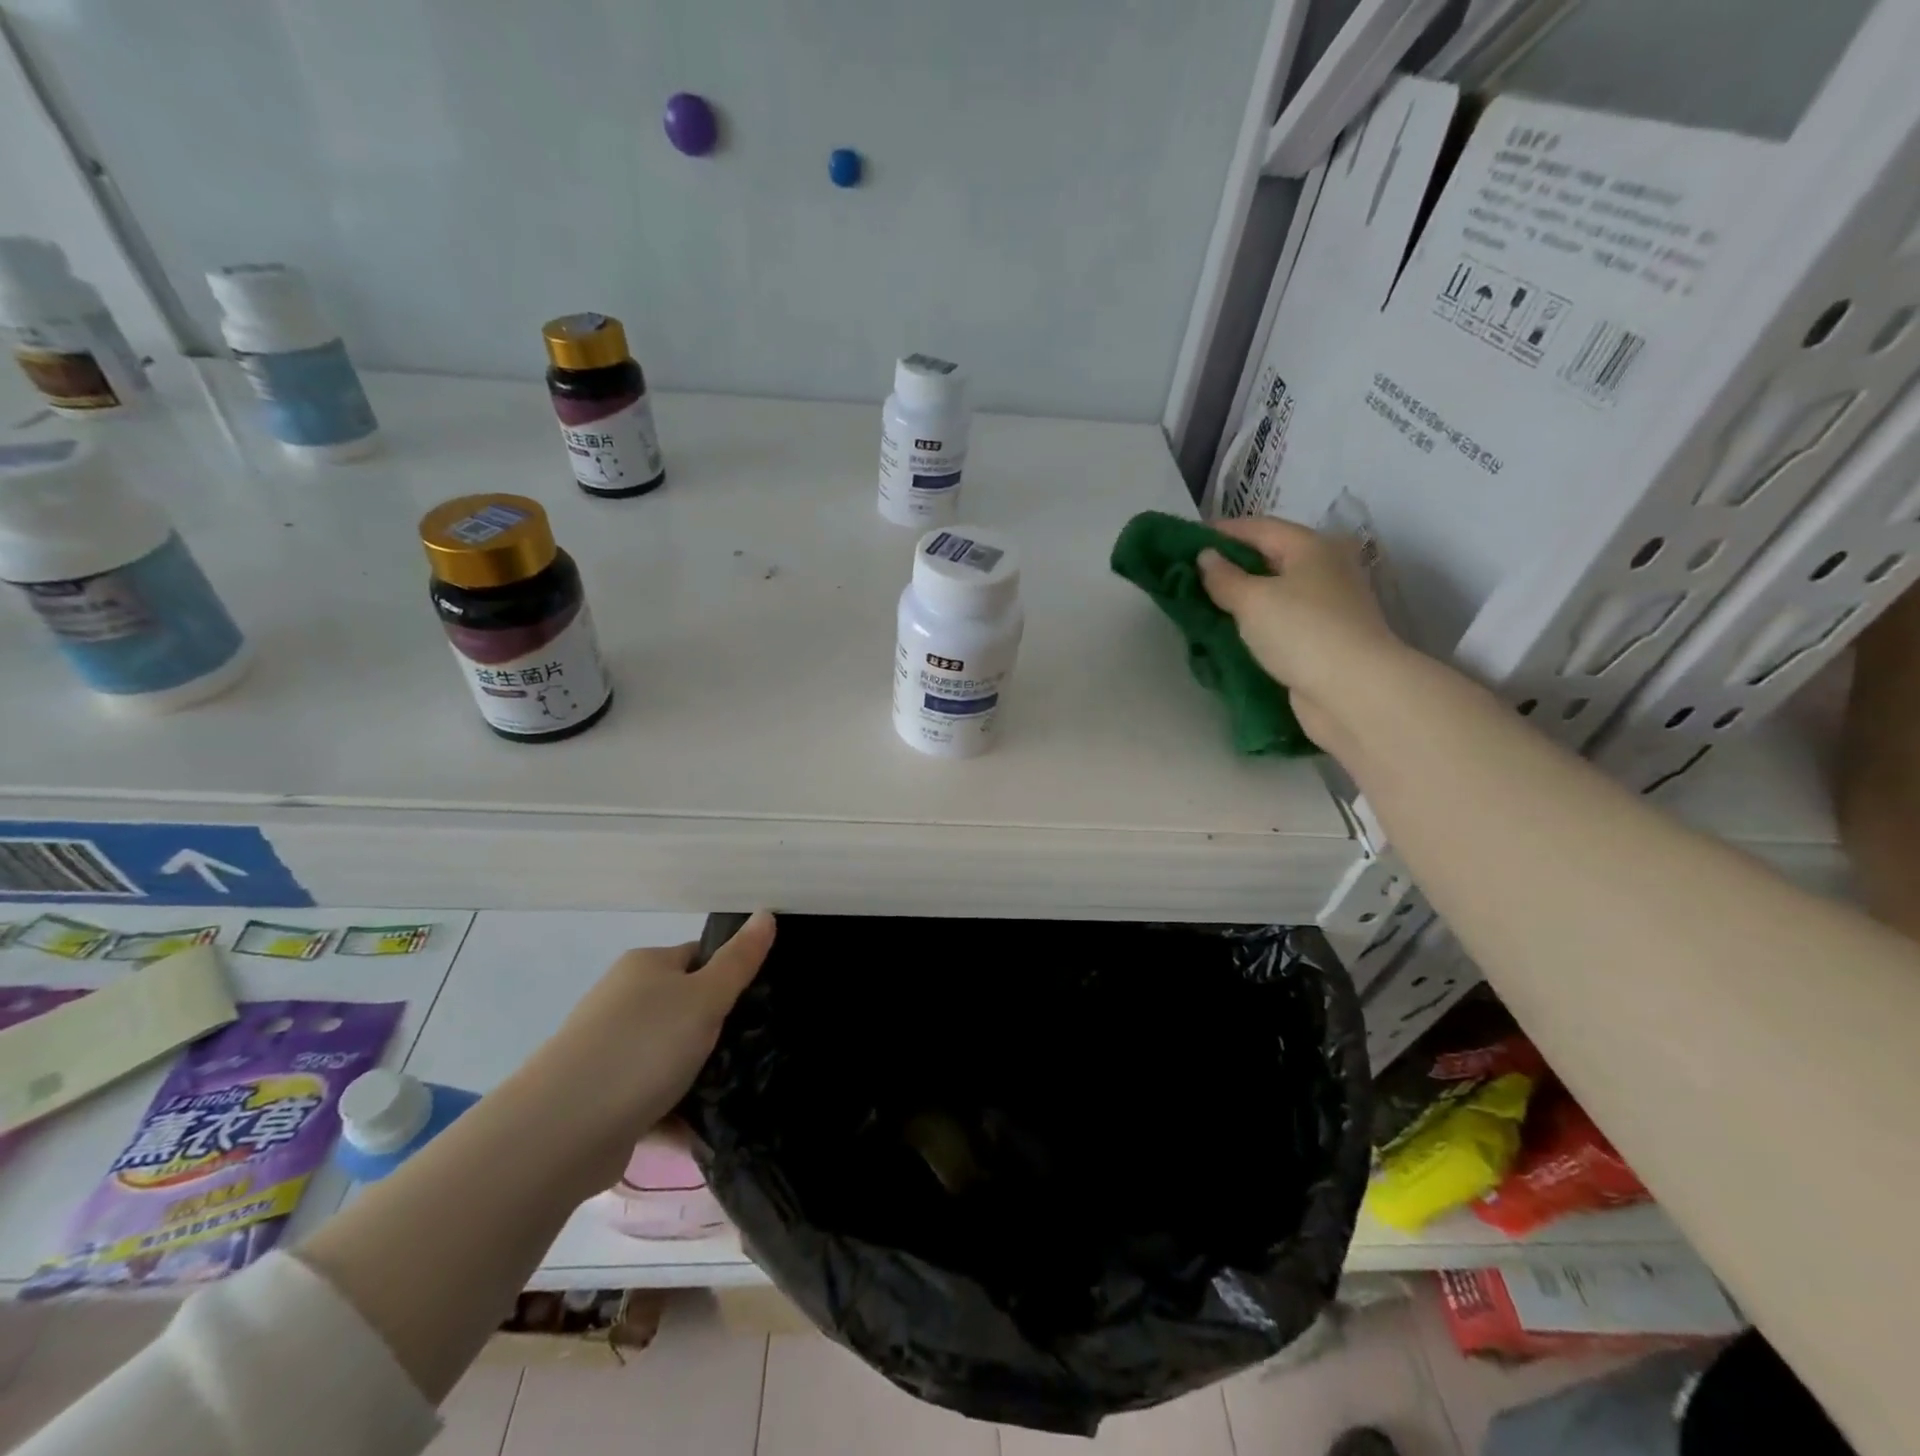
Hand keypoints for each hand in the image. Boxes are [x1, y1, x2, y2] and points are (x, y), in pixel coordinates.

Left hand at [522, 911, 775, 1189]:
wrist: (560, 1132)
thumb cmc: (642, 1047)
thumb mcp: (705, 998)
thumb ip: (739, 960)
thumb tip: (766, 912)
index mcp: (646, 967)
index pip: (699, 958)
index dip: (731, 976)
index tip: (760, 1004)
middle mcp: (624, 1002)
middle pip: (686, 1008)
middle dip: (718, 1032)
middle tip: (755, 1050)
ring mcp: (610, 1051)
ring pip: (671, 1056)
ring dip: (700, 1076)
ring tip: (740, 1093)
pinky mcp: (604, 1099)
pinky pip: (654, 1098)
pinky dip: (678, 1113)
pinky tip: (708, 1131)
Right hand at [1197, 517, 1405, 753]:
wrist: (1353, 690)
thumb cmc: (1302, 631)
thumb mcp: (1252, 600)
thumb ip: (1224, 577)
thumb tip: (1206, 557)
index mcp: (1311, 546)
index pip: (1259, 527)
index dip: (1222, 532)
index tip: (1186, 541)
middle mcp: (1325, 568)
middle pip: (1270, 557)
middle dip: (1232, 565)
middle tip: (1191, 575)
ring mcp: (1327, 605)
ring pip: (1275, 591)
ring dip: (1243, 596)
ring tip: (1205, 603)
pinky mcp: (1323, 637)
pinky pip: (1281, 620)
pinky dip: (1257, 621)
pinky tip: (1232, 630)